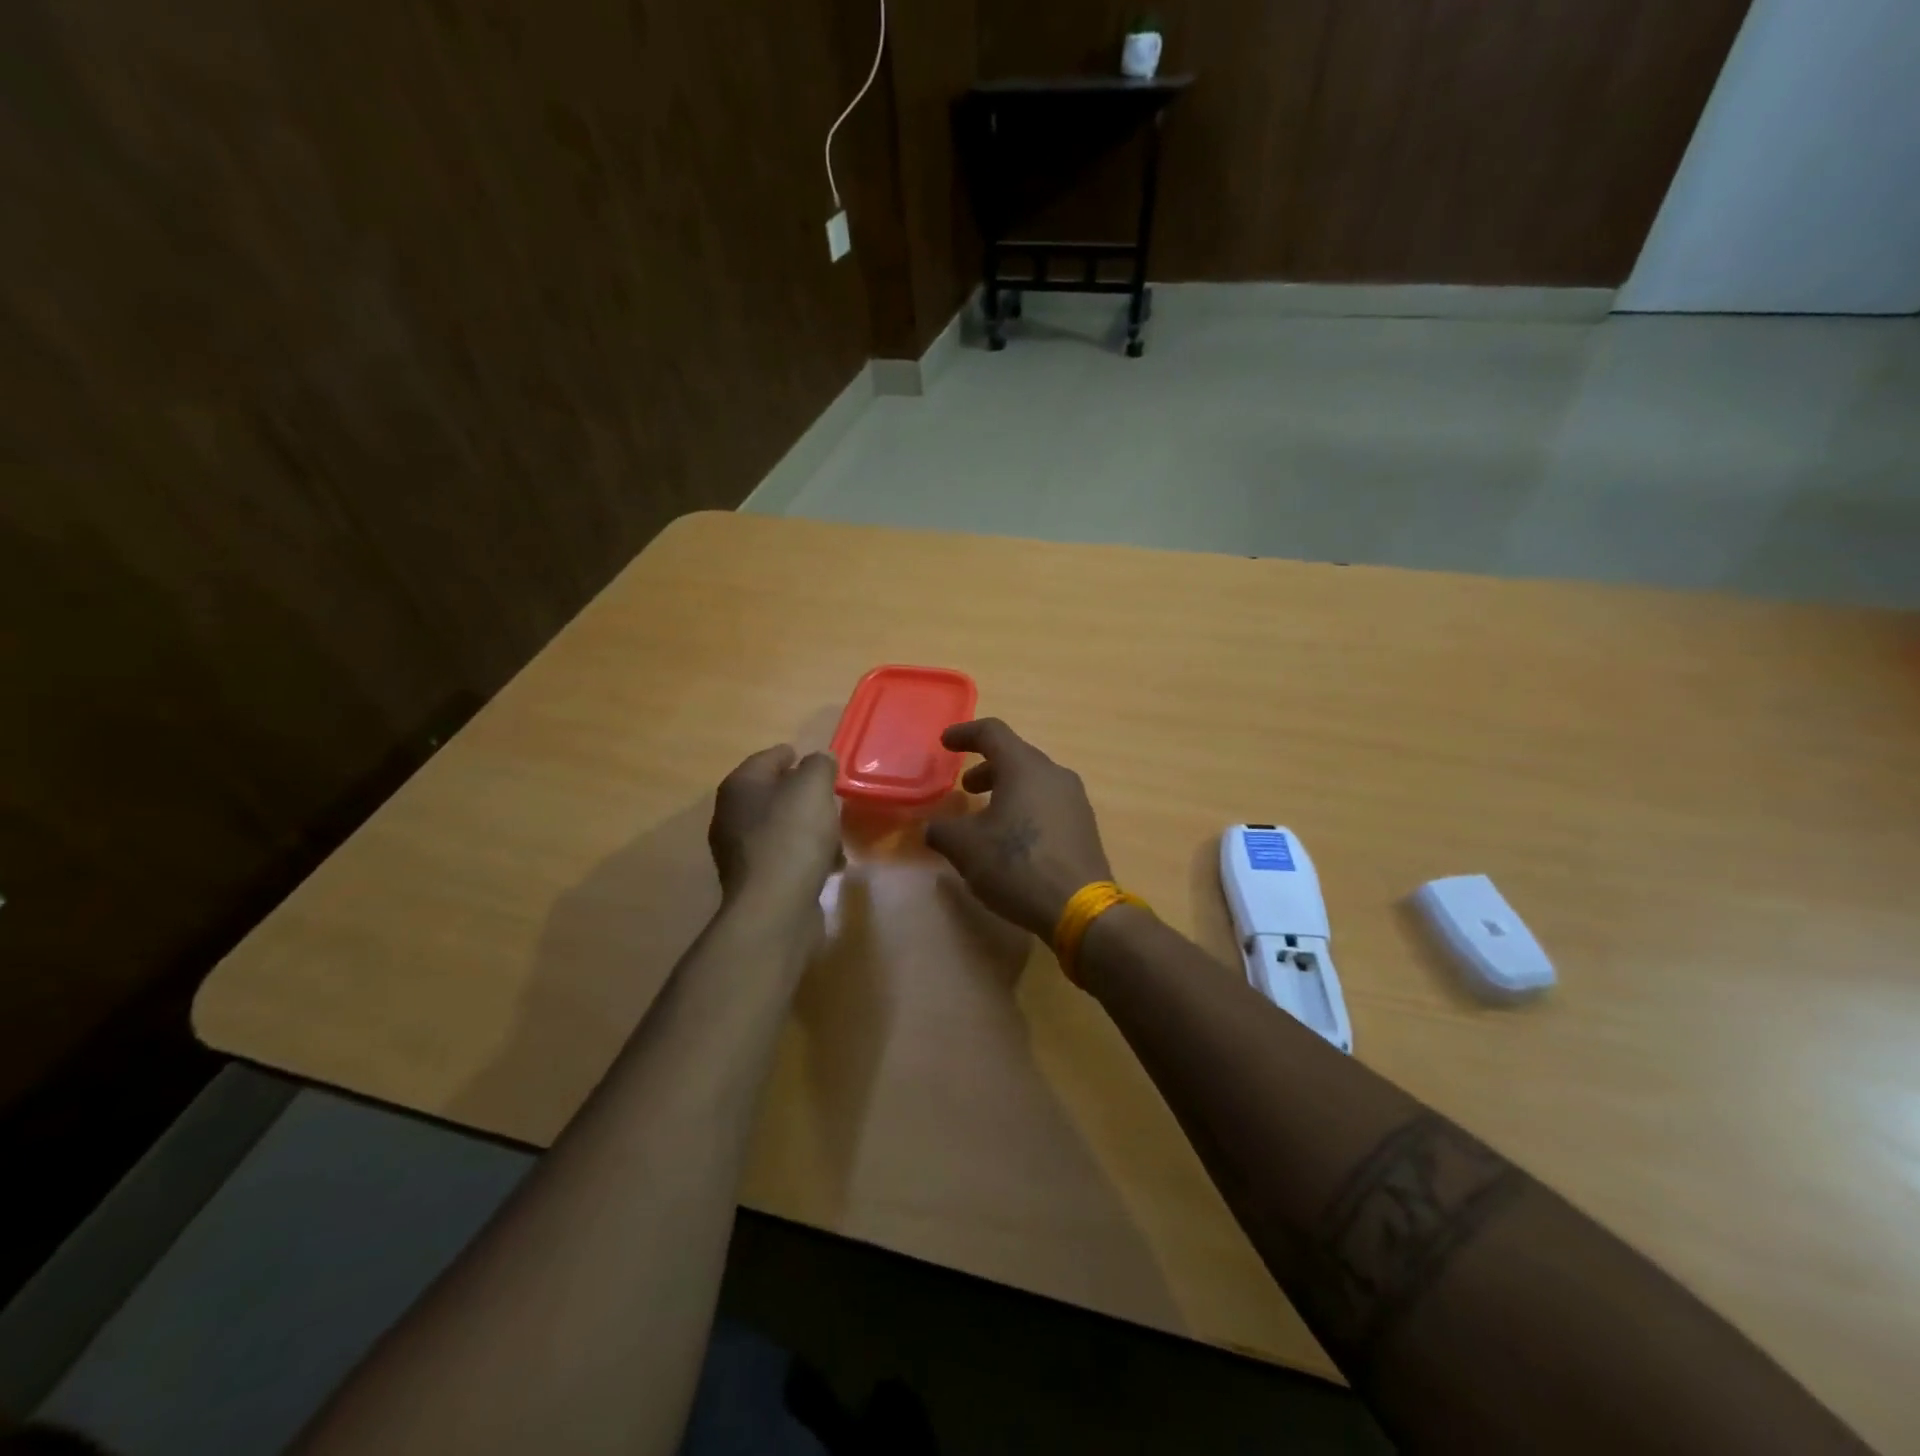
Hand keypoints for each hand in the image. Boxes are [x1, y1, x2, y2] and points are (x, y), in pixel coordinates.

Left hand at [708, 746, 842, 907]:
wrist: (775, 906)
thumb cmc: (793, 835)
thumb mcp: (813, 787)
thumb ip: (819, 765)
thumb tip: (819, 760)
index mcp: (740, 787)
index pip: (767, 758)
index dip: (791, 755)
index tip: (813, 759)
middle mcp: (731, 815)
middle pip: (772, 794)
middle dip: (801, 794)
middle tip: (829, 795)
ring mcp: (739, 851)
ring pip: (780, 827)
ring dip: (806, 827)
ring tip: (834, 833)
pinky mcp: (754, 881)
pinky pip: (784, 857)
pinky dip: (805, 855)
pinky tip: (828, 864)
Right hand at [925, 719, 1113, 937]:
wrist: (1079, 907)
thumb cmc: (1017, 865)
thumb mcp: (966, 848)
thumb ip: (942, 831)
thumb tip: (933, 828)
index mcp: (1024, 767)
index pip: (992, 732)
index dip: (965, 734)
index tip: (946, 742)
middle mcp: (1054, 774)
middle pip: (1016, 756)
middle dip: (987, 768)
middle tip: (966, 787)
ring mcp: (1074, 799)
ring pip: (1034, 781)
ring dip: (1007, 790)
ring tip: (987, 816)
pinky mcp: (1084, 825)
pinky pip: (1048, 803)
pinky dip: (1026, 808)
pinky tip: (1014, 838)